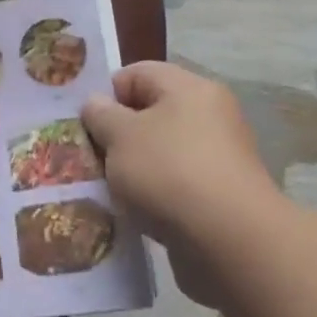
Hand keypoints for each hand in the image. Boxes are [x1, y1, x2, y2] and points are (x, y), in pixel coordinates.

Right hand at [81, 62, 282, 305]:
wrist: (230, 242)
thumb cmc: (169, 173)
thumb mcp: (120, 136)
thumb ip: (101, 115)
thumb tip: (96, 104)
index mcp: (189, 88)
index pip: (137, 73)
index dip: (106, 94)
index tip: (85, 124)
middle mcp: (209, 115)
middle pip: (149, 113)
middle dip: (116, 135)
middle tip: (89, 157)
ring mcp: (218, 157)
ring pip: (160, 151)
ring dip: (132, 168)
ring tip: (108, 189)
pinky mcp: (220, 195)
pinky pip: (175, 184)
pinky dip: (153, 194)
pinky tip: (134, 213)